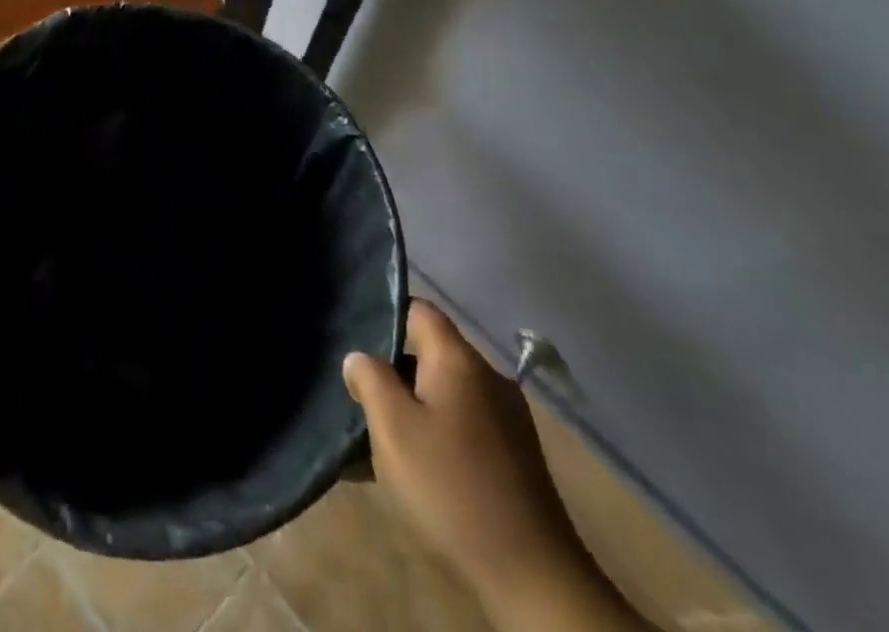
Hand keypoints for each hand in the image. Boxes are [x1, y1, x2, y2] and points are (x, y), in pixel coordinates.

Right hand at [343, 301, 598, 619]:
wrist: (534, 579)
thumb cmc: (452, 488)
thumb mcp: (393, 428)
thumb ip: (369, 379)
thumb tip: (359, 358)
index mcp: (459, 359)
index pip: (417, 309)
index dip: (384, 315)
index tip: (354, 340)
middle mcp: (487, 378)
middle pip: (428, 353)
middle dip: (391, 371)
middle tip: (357, 397)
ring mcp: (506, 419)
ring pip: (443, 393)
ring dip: (410, 409)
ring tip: (375, 439)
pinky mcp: (514, 457)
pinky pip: (461, 426)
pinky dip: (434, 435)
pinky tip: (411, 471)